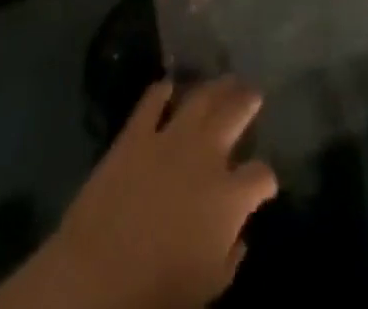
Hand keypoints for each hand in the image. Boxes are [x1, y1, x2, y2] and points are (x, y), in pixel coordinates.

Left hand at [28, 78, 277, 308]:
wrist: (101, 272)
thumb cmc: (160, 291)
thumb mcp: (209, 286)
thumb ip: (230, 257)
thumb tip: (238, 237)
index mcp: (229, 196)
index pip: (260, 176)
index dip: (266, 179)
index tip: (265, 184)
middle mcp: (206, 155)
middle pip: (235, 114)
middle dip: (247, 101)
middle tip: (253, 92)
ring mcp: (170, 137)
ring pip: (200, 98)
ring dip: (215, 87)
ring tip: (224, 80)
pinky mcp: (136, 132)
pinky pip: (152, 100)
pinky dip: (162, 91)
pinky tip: (168, 87)